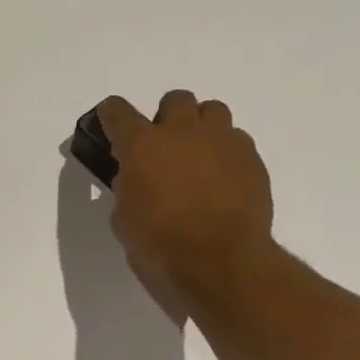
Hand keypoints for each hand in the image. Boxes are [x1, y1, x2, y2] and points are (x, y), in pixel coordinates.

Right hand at [94, 91, 274, 307]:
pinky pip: (235, 139)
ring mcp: (222, 140)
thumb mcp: (124, 219)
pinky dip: (224, 152)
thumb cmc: (159, 245)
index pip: (118, 112)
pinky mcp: (250, 156)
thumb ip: (127, 189)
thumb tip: (135, 179)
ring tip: (196, 158)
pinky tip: (220, 179)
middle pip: (174, 100)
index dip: (110, 115)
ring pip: (211, 111)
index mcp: (142, 147)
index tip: (109, 124)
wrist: (218, 260)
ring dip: (199, 127)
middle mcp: (182, 132)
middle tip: (162, 148)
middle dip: (165, 118)